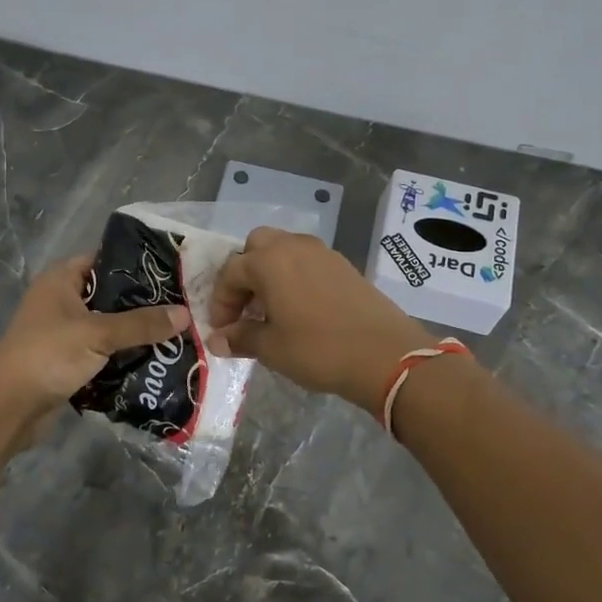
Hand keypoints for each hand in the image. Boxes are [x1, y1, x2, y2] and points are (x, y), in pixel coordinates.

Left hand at [0, 255, 189, 426]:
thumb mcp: (98, 334)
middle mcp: (61, 300)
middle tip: (183, 307)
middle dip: (143, 304)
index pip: (105, 259)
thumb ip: (141, 324)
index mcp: (61, 280)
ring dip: (134, 334)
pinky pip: (102, 352)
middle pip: (110, 295)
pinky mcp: (67, 361)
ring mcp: (63, 332)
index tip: (173, 273)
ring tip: (176, 334)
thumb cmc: (48, 355)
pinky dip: (122, 357)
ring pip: (108, 326)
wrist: (8, 407)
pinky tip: (154, 361)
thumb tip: (185, 314)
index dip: (137, 265)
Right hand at [209, 228, 432, 417]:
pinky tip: (300, 309)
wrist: (385, 355)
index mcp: (268, 261)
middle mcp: (293, 247)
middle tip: (245, 308)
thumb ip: (240, 338)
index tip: (222, 329)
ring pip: (284, 250)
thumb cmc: (318, 349)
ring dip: (270, 273)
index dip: (221, 301)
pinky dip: (295, 277)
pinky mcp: (344, 265)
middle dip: (245, 274)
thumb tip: (217, 340)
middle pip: (257, 247)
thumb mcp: (271, 348)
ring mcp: (322, 253)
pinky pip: (308, 261)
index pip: (231, 273)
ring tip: (271, 309)